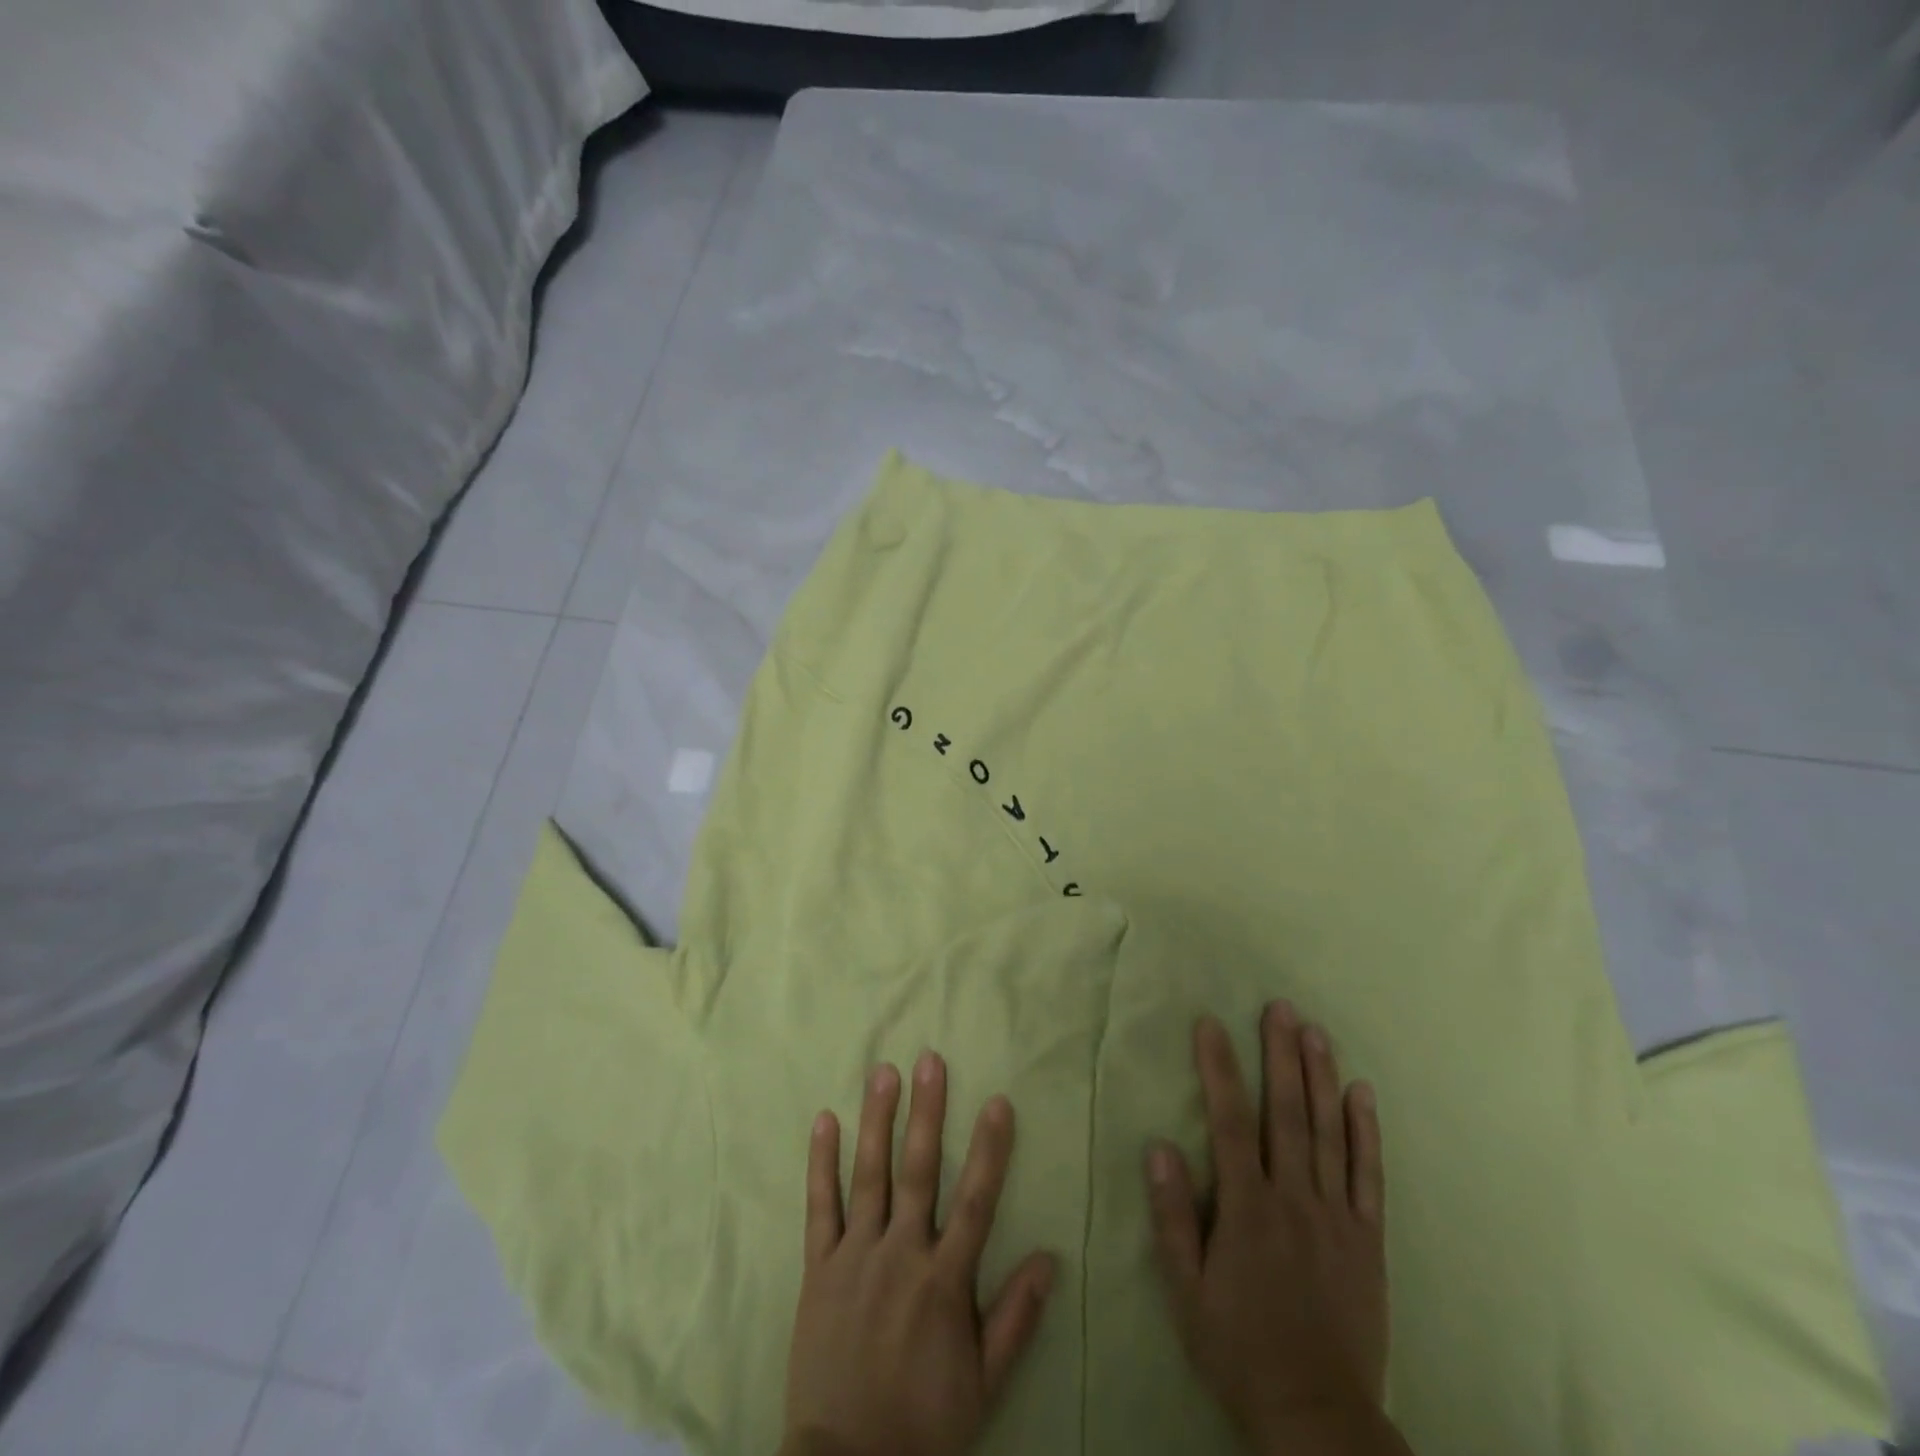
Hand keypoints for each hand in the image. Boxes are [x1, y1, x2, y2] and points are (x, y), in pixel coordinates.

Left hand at [780, 1053, 1056, 1455]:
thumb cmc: (924, 1422)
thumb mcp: (984, 1384)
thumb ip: (1016, 1318)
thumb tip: (1050, 1258)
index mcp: (944, 1281)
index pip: (975, 1201)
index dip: (989, 1149)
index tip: (997, 1101)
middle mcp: (900, 1254)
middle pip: (918, 1171)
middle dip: (926, 1112)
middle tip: (930, 1060)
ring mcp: (856, 1256)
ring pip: (869, 1175)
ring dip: (877, 1120)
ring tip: (883, 1072)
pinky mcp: (819, 1267)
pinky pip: (819, 1206)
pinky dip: (821, 1163)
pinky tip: (824, 1121)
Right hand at [1147, 1005, 1403, 1455]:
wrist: (1316, 1414)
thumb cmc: (1238, 1346)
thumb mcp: (1186, 1290)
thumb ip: (1173, 1216)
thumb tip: (1159, 1146)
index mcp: (1247, 1208)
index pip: (1230, 1121)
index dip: (1218, 1069)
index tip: (1209, 1023)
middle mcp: (1293, 1199)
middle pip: (1286, 1113)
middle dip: (1280, 1055)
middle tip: (1279, 1008)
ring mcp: (1336, 1216)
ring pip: (1327, 1133)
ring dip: (1320, 1078)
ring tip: (1315, 1031)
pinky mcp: (1367, 1239)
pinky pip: (1368, 1177)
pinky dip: (1366, 1133)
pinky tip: (1362, 1094)